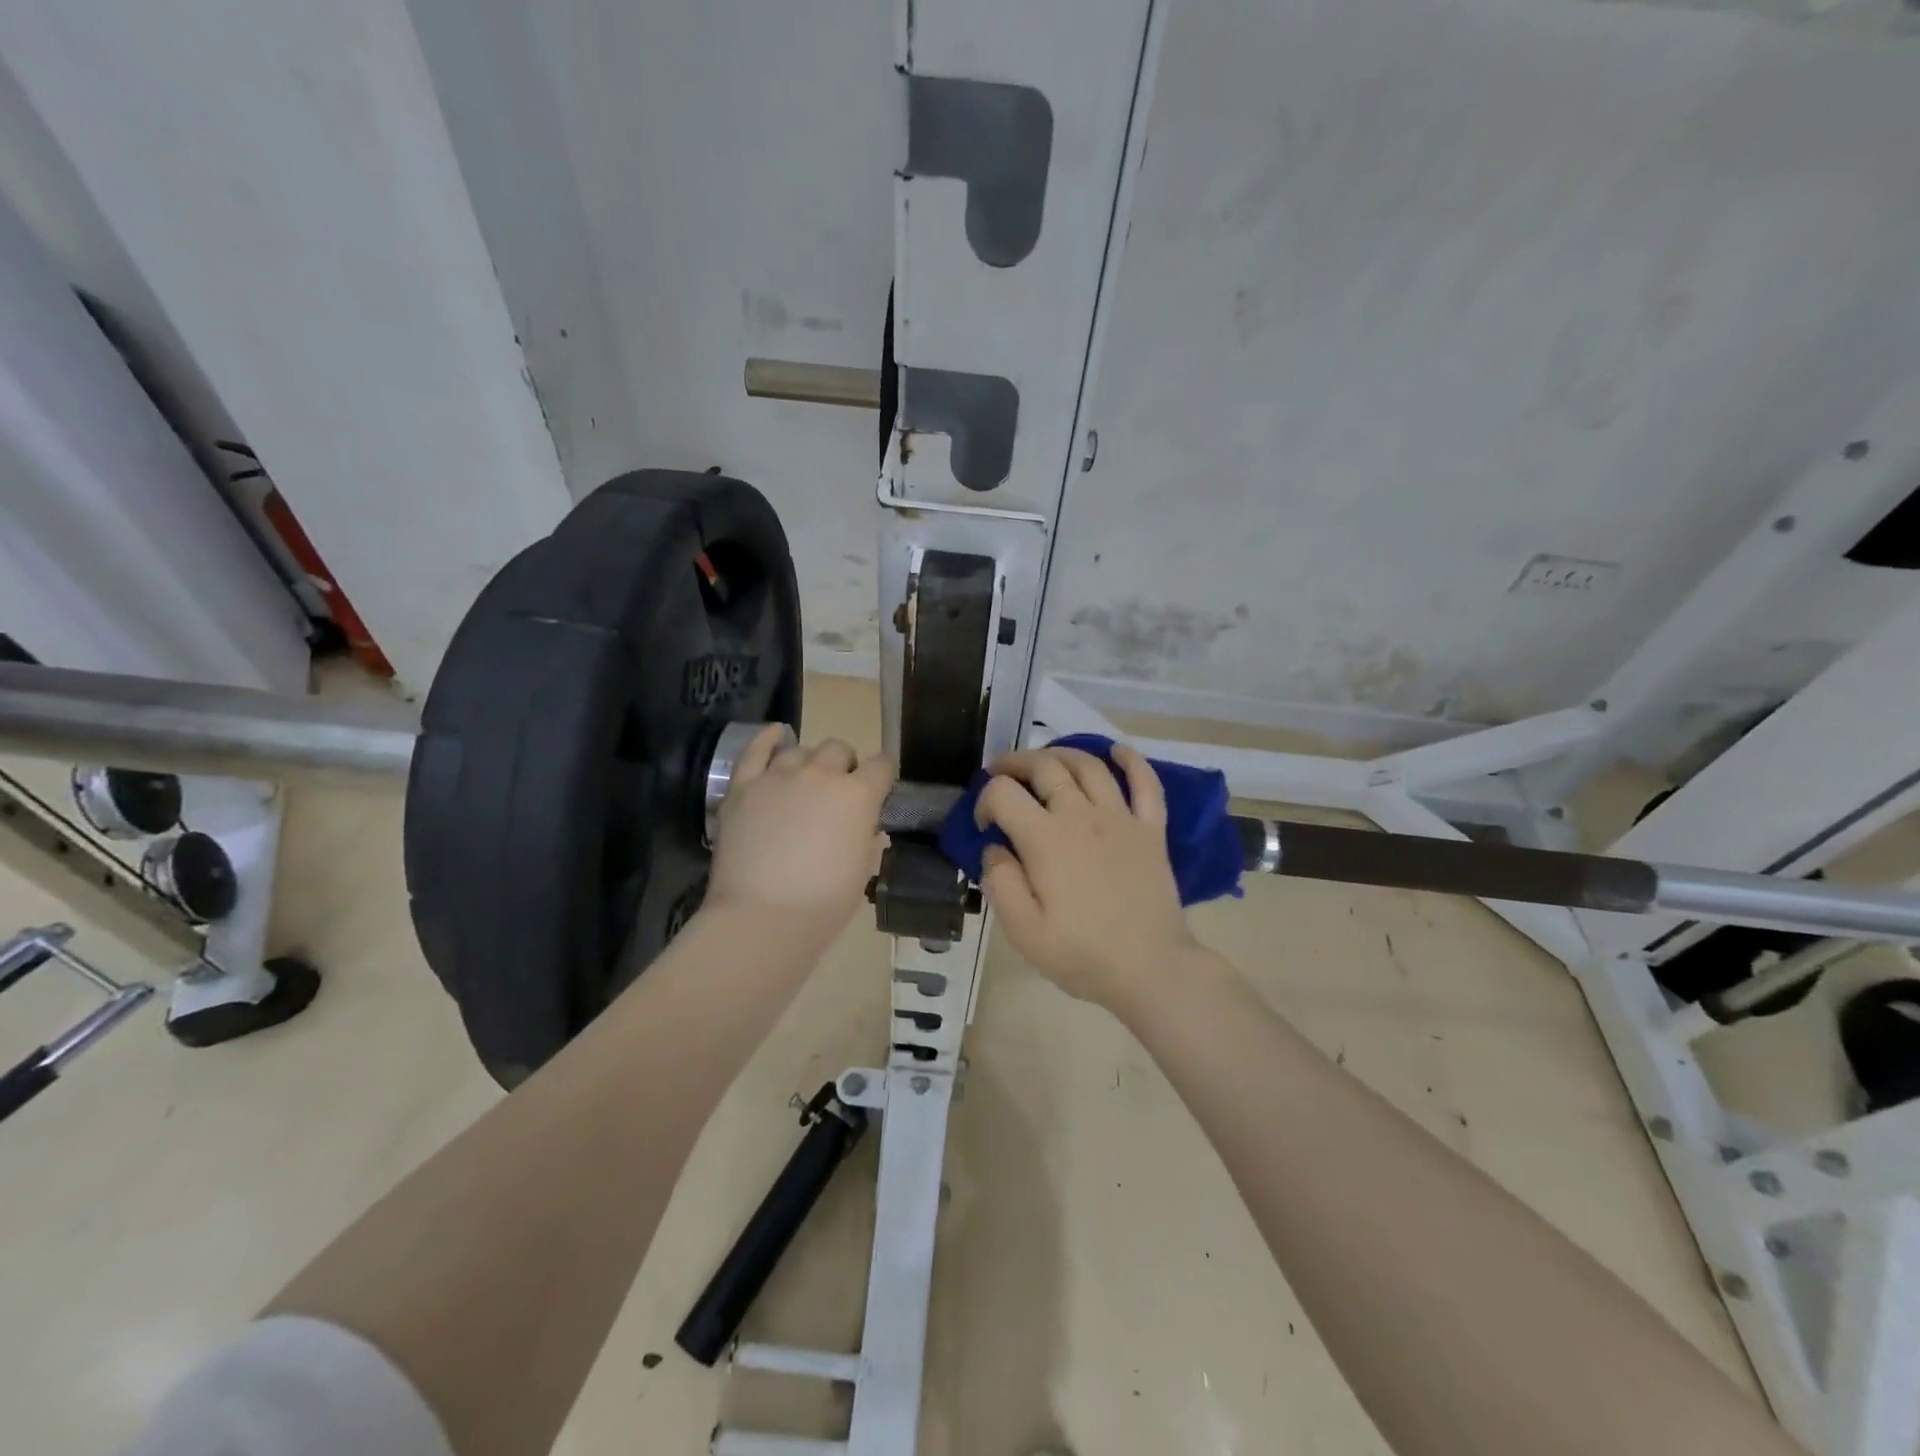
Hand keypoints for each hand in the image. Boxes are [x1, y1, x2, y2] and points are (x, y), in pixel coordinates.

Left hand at [705, 726, 894, 946]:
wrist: (762, 917)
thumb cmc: (824, 904)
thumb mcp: (862, 871)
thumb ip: (867, 839)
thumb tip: (866, 827)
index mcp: (858, 795)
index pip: (881, 766)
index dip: (882, 776)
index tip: (879, 789)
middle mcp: (821, 774)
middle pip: (839, 749)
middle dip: (844, 766)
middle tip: (837, 792)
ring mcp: (779, 776)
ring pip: (801, 750)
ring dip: (809, 762)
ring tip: (805, 781)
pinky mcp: (744, 787)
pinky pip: (755, 751)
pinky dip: (768, 738)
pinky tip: (776, 734)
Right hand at [975, 744, 1200, 1011]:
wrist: (1151, 969)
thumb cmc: (1082, 954)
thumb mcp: (1023, 931)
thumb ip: (1000, 882)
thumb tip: (994, 847)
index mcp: (1045, 839)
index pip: (1003, 793)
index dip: (984, 799)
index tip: (984, 825)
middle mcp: (1081, 815)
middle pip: (1044, 766)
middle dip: (1014, 763)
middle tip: (1000, 774)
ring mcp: (1121, 817)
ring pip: (1088, 764)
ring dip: (1060, 753)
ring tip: (1044, 761)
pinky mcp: (1151, 828)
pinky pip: (1145, 782)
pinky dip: (1131, 760)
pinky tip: (1117, 751)